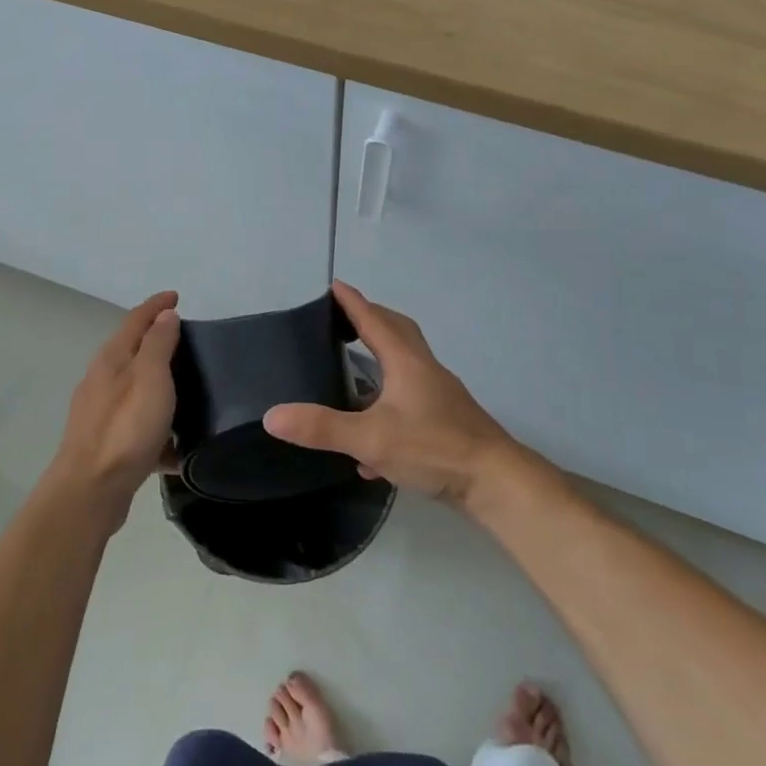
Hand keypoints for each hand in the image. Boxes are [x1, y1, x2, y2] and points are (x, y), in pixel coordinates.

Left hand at [51, 291, 180, 521]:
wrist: (91, 490)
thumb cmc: (125, 428)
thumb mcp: (151, 377)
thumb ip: (158, 344)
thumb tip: (165, 315)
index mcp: (112, 359)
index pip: (136, 320)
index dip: (157, 305)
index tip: (177, 295)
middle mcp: (102, 381)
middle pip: (133, 352)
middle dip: (158, 343)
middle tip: (188, 341)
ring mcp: (102, 414)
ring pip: (137, 391)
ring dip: (159, 386)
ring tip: (190, 392)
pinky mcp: (108, 445)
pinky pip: (139, 428)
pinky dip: (158, 429)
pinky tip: (179, 447)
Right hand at [264, 282, 519, 508]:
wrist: (494, 482)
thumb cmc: (433, 447)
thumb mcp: (370, 439)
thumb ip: (321, 428)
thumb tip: (271, 416)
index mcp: (406, 362)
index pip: (373, 320)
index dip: (352, 302)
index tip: (334, 284)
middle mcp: (424, 369)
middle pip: (397, 331)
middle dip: (371, 319)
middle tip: (343, 318)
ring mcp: (439, 394)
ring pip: (407, 363)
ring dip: (382, 355)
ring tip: (356, 364)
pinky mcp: (446, 420)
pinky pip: (411, 397)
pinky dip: (389, 400)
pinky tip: (372, 437)